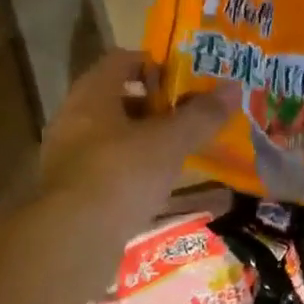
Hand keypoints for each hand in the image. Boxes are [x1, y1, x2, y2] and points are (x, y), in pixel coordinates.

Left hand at [38, 49, 240, 217]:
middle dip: (154, 106)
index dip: (153, 64)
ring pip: (114, 138)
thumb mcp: (170, 141)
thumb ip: (202, 115)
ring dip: (146, 141)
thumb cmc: (121, 173)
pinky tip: (161, 188)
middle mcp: (74, 120)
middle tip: (188, 114)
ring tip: (181, 151)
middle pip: (118, 100)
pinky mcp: (72, 195)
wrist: (72, 242)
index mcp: (92, 95)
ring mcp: (69, 159)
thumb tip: (235, 87)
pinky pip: (110, 171)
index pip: (120, 60)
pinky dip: (135, 173)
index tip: (183, 78)